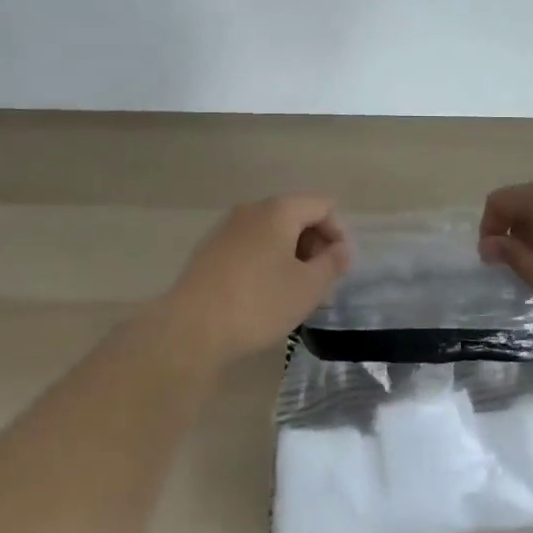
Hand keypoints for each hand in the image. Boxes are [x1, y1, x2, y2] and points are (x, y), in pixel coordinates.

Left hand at [160, 196, 350, 362]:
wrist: (192, 327)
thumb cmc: (259, 302)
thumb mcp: (308, 287)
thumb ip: (332, 263)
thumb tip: (341, 248)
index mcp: (279, 210)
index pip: (322, 205)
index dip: (337, 233)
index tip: (338, 268)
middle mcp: (252, 209)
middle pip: (295, 214)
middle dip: (314, 244)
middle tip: (320, 282)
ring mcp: (227, 227)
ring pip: (271, 232)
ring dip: (290, 254)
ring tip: (294, 291)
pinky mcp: (210, 249)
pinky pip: (250, 245)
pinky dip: (266, 260)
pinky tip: (264, 293)